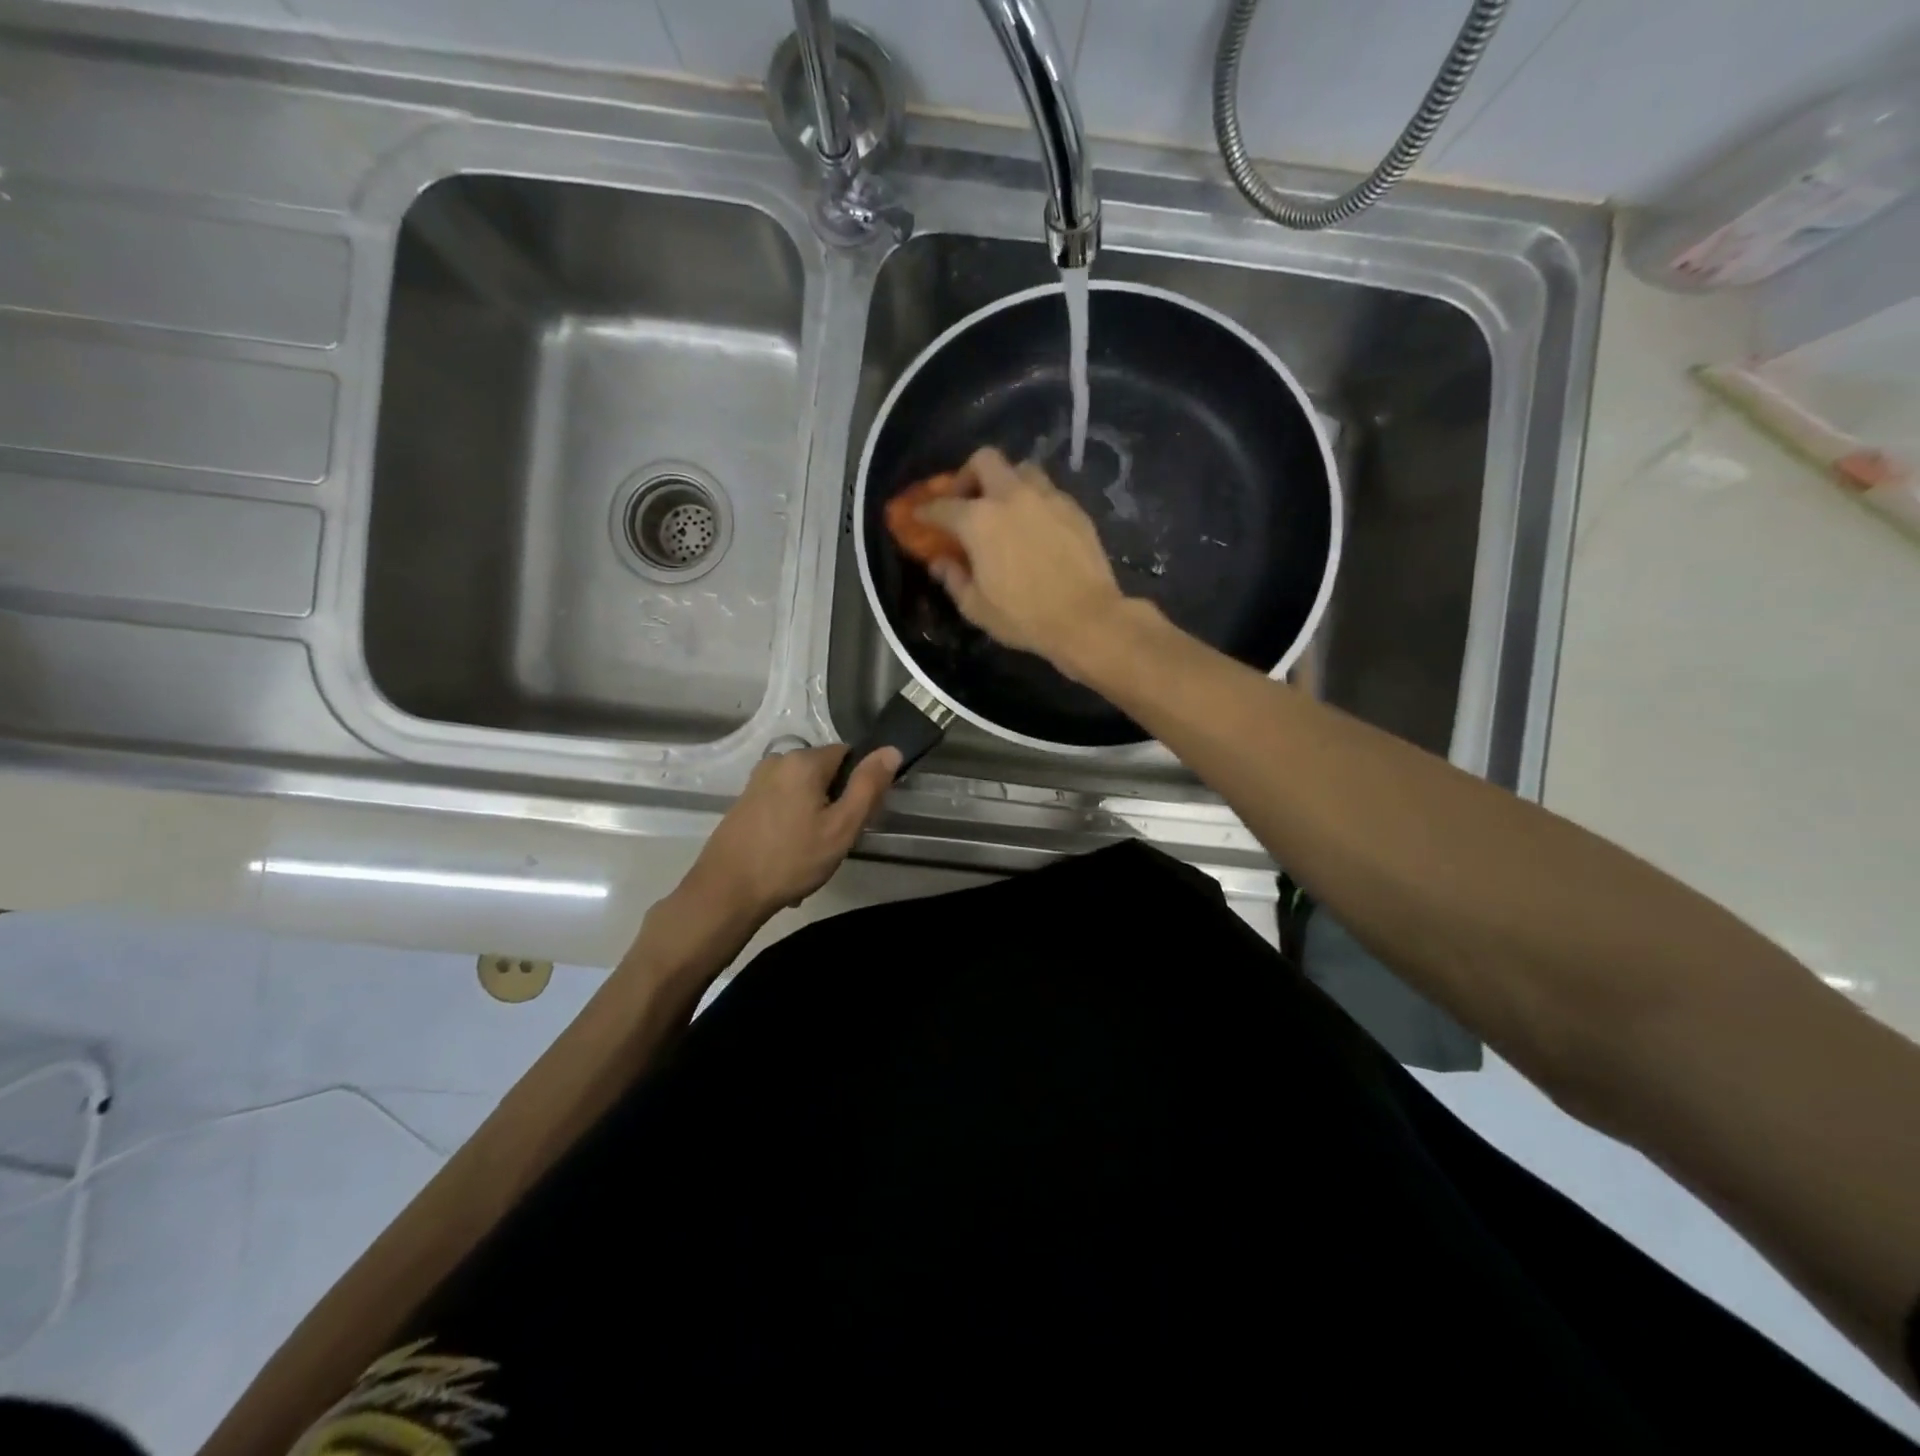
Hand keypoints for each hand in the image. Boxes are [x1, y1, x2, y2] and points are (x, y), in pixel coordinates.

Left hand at [678, 744, 900, 928]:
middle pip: (825, 773)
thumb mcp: (841, 827)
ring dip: (813, 816)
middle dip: (835, 802)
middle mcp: (778, 760)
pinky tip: (789, 855)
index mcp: (803, 761)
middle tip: (833, 840)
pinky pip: (783, 804)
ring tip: (810, 853)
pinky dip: (792, 824)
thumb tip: (891, 750)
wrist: (726, 892)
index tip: (855, 817)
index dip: (859, 784)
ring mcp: (757, 781)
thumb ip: (868, 786)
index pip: (848, 754)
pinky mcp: (745, 801)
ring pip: (804, 791)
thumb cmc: (791, 859)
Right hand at [916, 447, 1128, 673]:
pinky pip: (1048, 492)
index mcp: (979, 520)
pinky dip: (1034, 501)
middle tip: (968, 499)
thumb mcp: (976, 607)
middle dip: (969, 475)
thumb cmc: (1024, 617)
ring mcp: (1047, 498)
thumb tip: (939, 562)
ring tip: (1005, 508)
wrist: (1086, 618)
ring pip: (1021, 469)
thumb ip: (953, 579)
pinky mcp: (1074, 508)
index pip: (943, 506)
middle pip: (984, 460)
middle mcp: (1011, 497)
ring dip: (1007, 482)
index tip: (919, 516)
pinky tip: (1035, 526)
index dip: (926, 510)